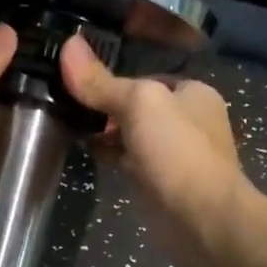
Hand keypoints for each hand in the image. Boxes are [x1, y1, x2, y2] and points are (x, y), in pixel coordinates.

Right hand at [59, 33, 249, 266]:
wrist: (201, 220)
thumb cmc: (177, 152)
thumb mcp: (138, 104)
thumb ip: (102, 81)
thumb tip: (68, 45)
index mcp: (193, 93)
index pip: (145, 78)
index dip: (112, 79)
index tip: (76, 81)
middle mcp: (187, 121)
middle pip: (136, 107)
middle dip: (104, 107)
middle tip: (64, 104)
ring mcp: (173, 155)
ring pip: (130, 135)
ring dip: (103, 132)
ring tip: (66, 124)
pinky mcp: (158, 184)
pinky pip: (127, 161)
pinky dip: (107, 155)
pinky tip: (83, 152)